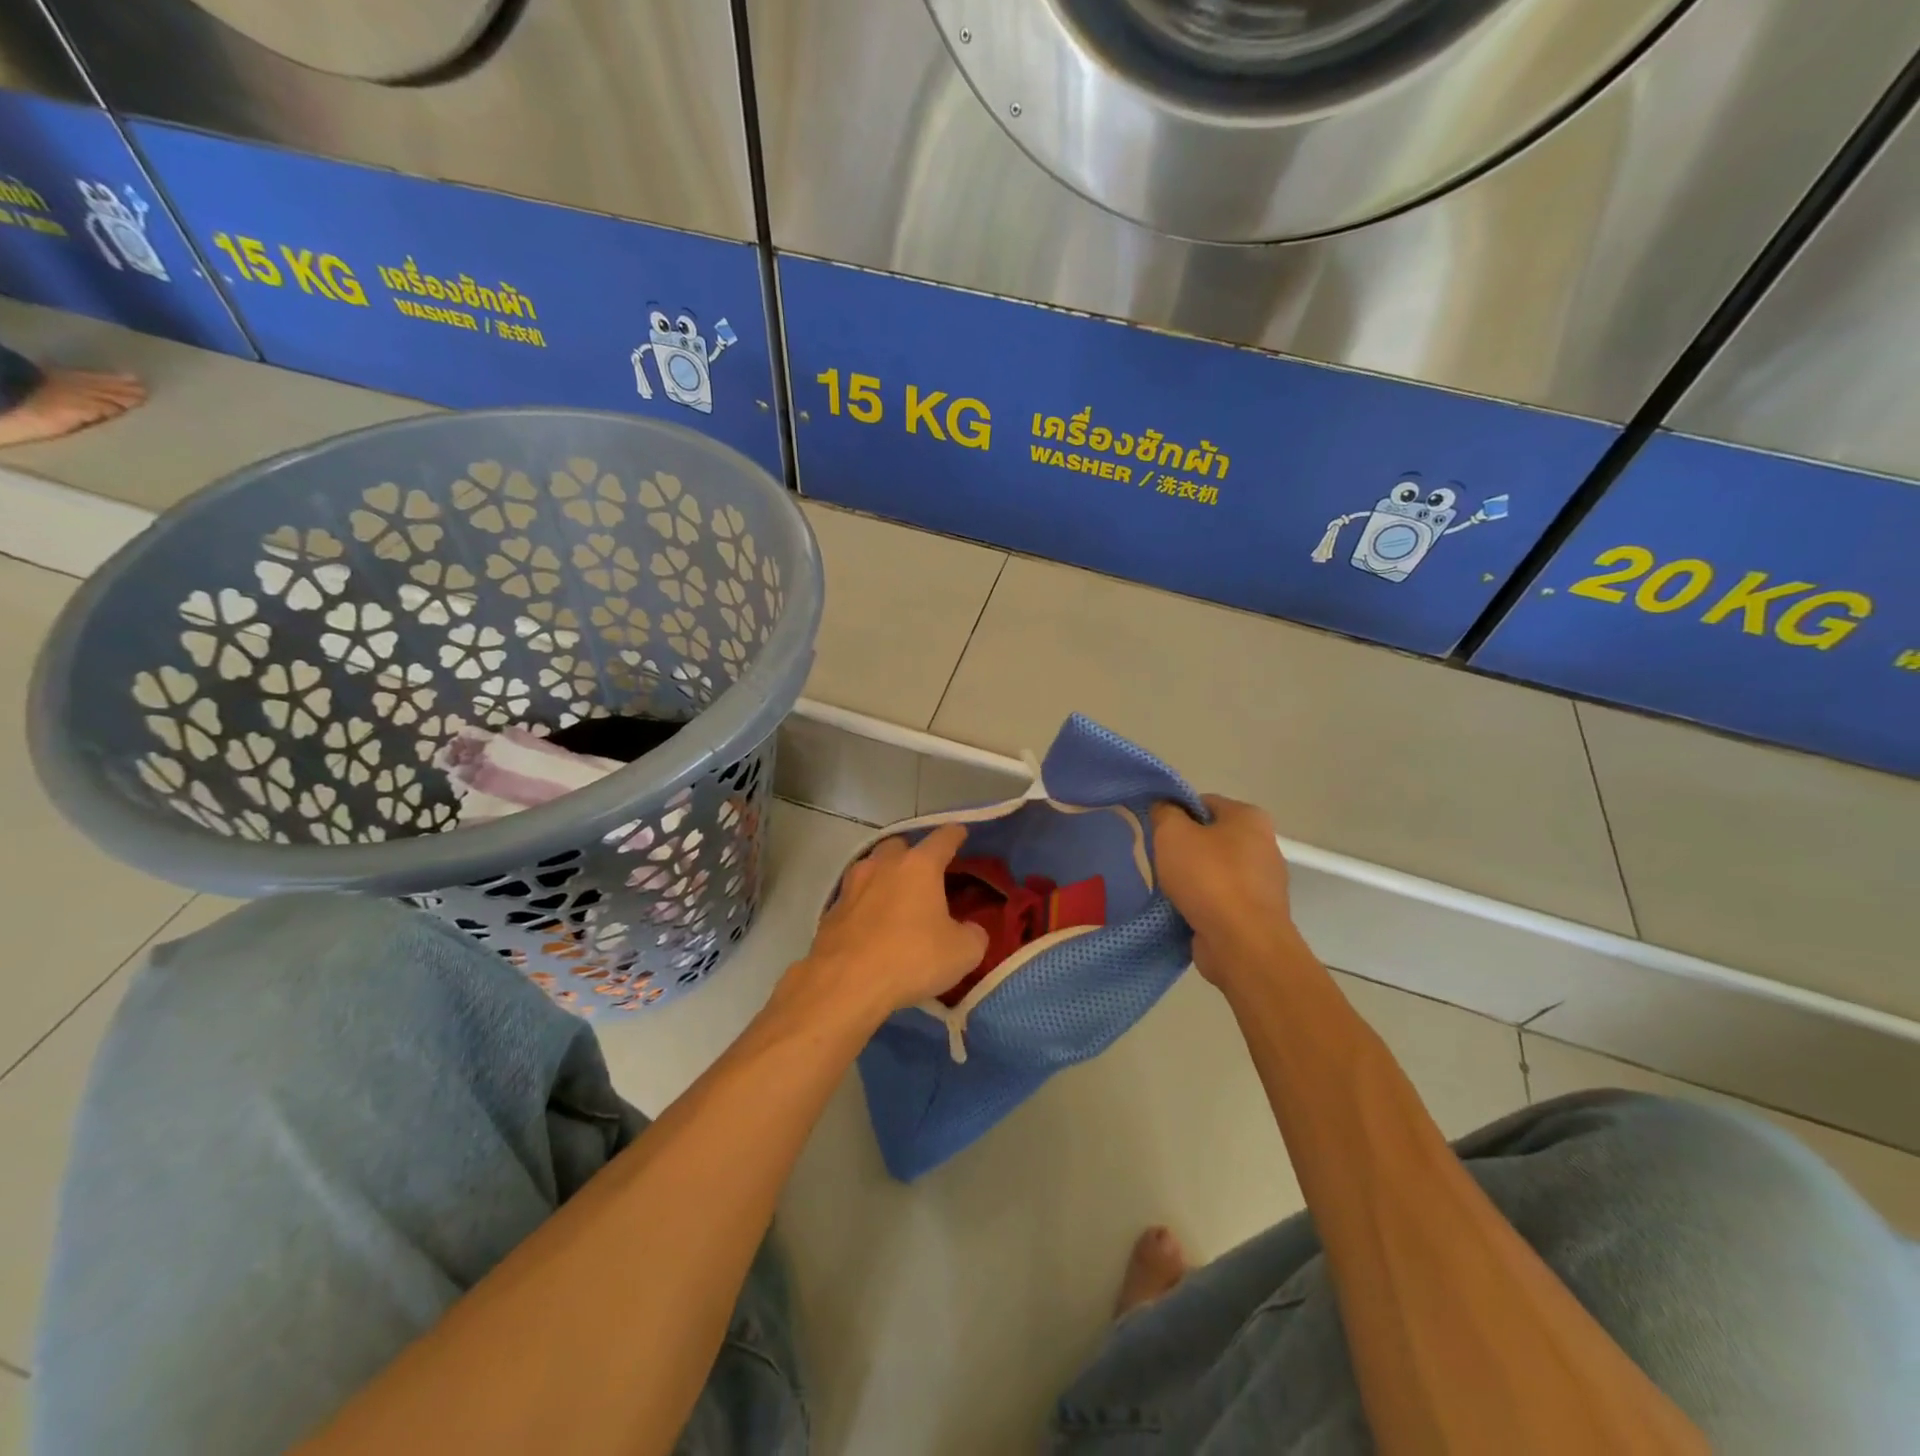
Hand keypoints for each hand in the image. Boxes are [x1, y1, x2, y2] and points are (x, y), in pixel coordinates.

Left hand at [794, 824, 988, 1024]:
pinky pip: (854, 898)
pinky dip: (865, 904)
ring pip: (871, 867)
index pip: (943, 838)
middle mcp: (883, 865)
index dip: (955, 835)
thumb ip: (974, 934)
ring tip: (896, 897)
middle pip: (900, 845)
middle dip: (913, 854)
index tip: (961, 834)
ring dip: (885, 876)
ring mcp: (852, 886)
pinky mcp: (831, 911)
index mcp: (919, 866)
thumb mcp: (963, 952)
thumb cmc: (911, 958)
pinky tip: (871, 925)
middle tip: (925, 874)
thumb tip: (970, 930)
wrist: (845, 984)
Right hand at [1151, 796, 1299, 985]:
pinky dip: (1201, 904)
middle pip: (1210, 837)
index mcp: (1249, 817)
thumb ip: (1164, 813)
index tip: (1155, 831)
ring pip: (1214, 870)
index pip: (1203, 803)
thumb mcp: (1173, 833)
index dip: (1175, 813)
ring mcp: (1263, 883)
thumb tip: (1164, 808)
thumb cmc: (1209, 878)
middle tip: (1158, 860)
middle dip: (1183, 848)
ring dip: (1191, 878)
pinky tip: (1181, 911)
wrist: (1242, 944)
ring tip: (1167, 889)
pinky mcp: (1256, 914)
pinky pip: (1220, 900)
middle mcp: (1263, 845)